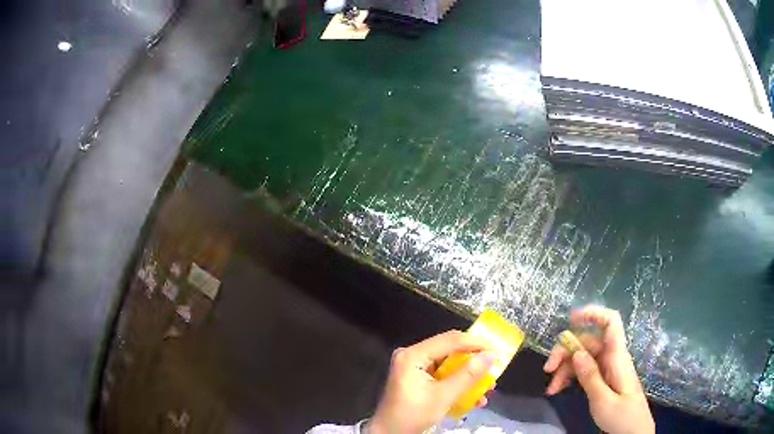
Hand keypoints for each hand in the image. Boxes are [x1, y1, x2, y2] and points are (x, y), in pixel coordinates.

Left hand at [367, 331, 494, 433]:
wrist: (389, 433)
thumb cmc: (412, 415)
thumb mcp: (443, 397)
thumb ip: (467, 375)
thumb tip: (491, 355)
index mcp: (413, 355)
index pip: (450, 340)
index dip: (476, 343)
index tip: (498, 350)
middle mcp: (413, 354)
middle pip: (450, 349)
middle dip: (474, 360)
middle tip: (495, 367)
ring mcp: (414, 366)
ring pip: (449, 362)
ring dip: (469, 374)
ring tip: (488, 386)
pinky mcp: (417, 377)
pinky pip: (443, 373)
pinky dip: (458, 382)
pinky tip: (473, 396)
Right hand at [543, 305, 654, 433]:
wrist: (633, 432)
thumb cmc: (622, 417)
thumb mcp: (603, 401)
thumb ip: (590, 377)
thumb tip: (577, 352)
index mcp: (617, 357)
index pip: (610, 323)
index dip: (593, 314)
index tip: (571, 319)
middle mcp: (612, 358)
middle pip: (589, 342)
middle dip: (566, 351)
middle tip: (548, 369)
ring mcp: (607, 369)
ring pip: (583, 357)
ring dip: (565, 368)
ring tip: (551, 388)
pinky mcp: (603, 379)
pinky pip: (584, 370)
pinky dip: (570, 377)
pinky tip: (558, 389)